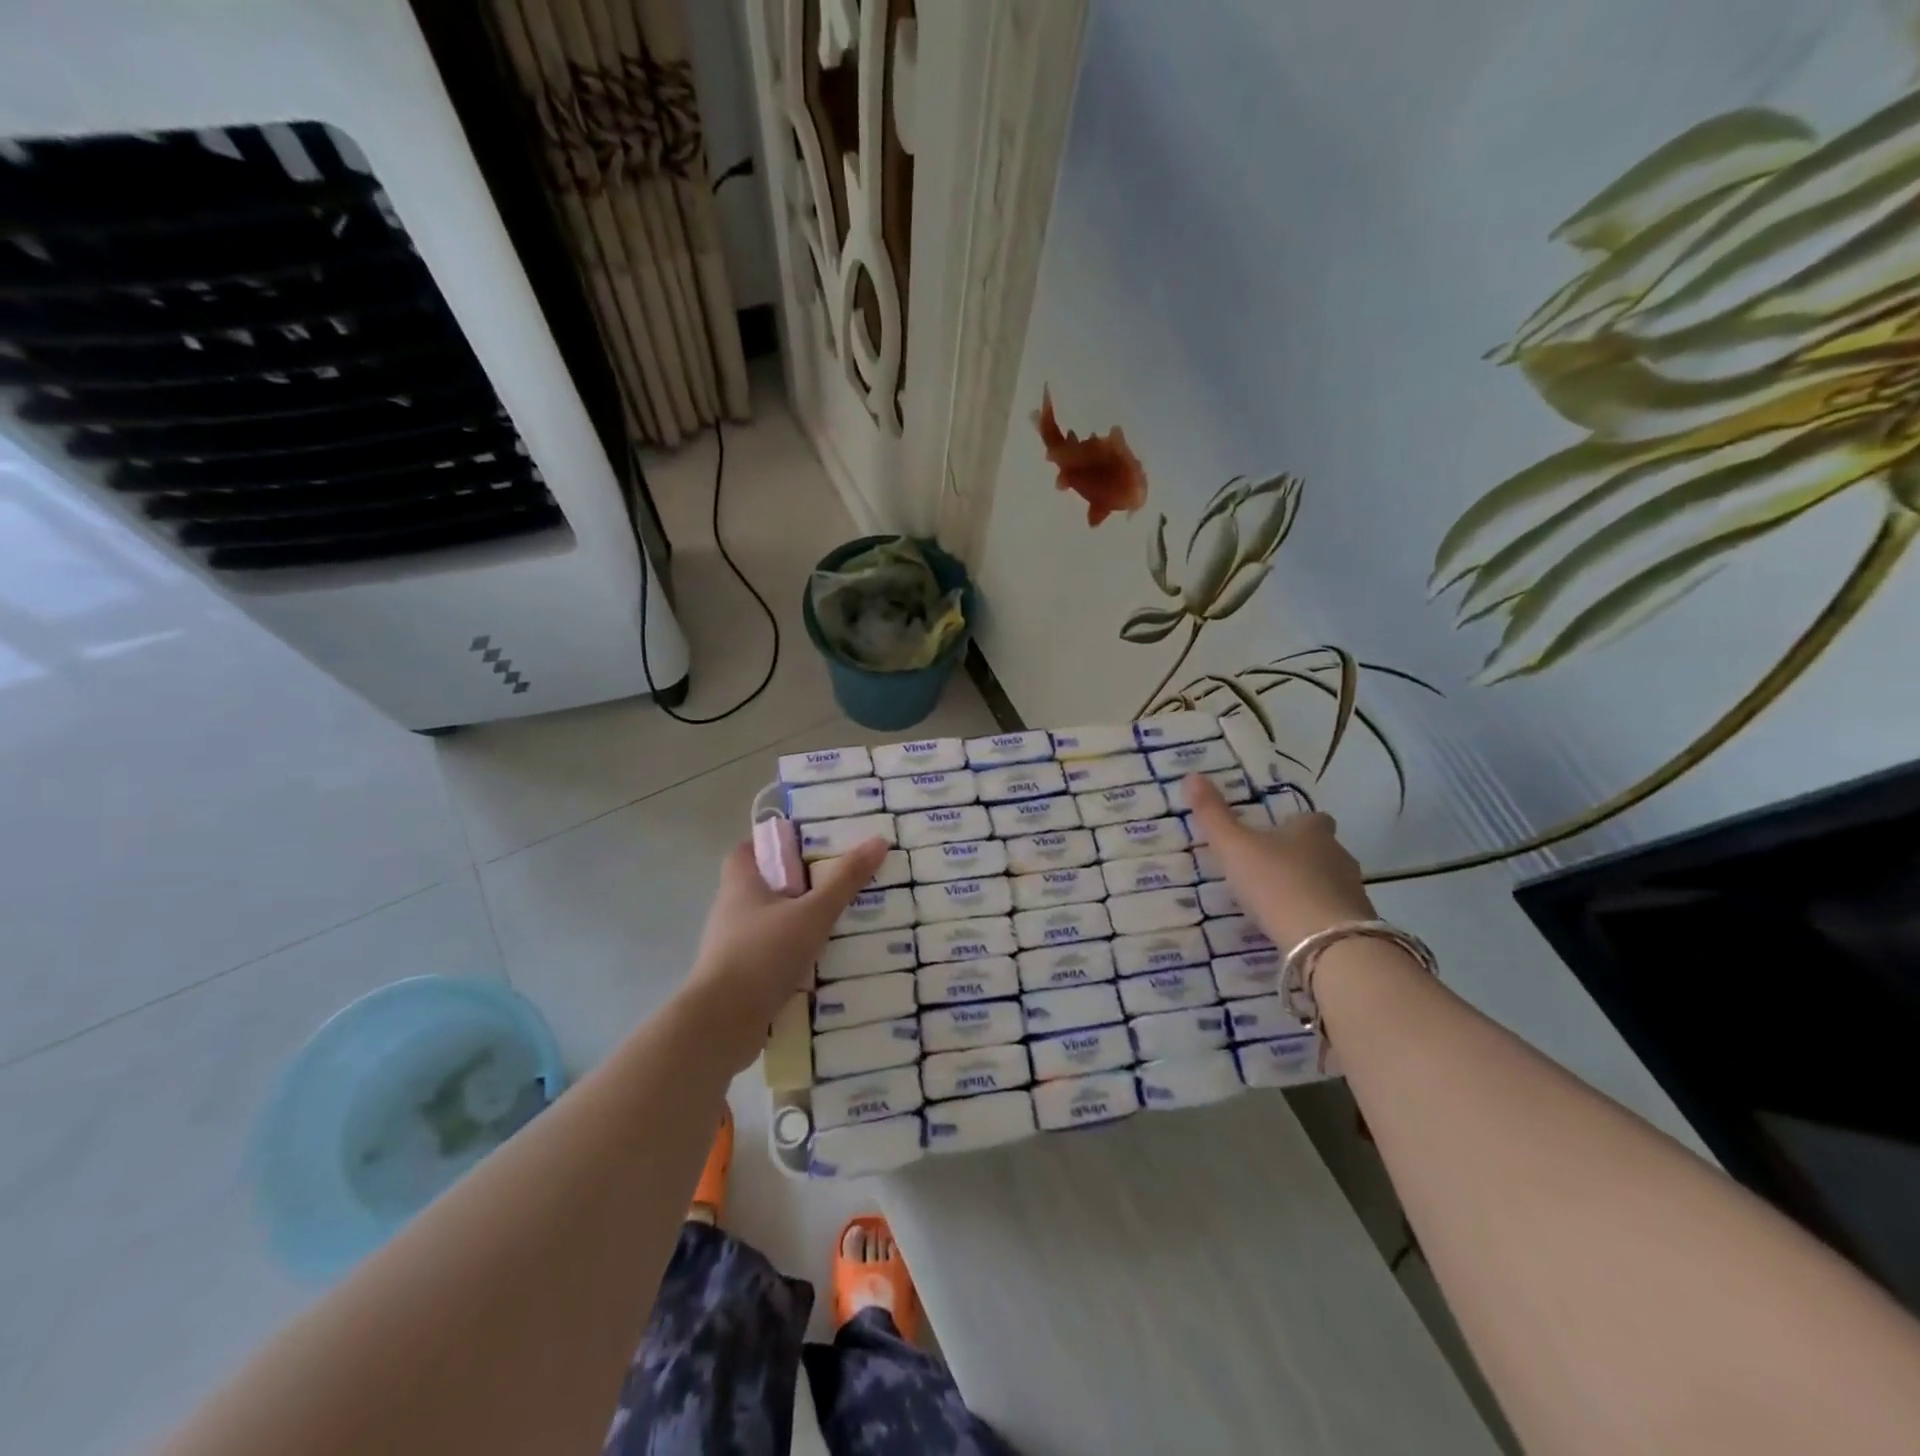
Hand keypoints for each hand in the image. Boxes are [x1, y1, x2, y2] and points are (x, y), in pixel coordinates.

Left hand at [680, 836, 890, 1069]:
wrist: (723, 1022)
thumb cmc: (764, 953)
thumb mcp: (813, 912)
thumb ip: (845, 880)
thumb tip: (878, 840)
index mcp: (740, 884)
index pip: (747, 850)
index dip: (773, 844)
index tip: (808, 846)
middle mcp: (731, 911)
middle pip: (765, 886)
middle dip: (798, 885)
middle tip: (837, 883)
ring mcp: (733, 947)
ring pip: (771, 924)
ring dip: (798, 923)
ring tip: (839, 924)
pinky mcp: (740, 979)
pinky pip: (772, 957)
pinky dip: (794, 957)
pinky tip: (823, 964)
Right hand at [1184, 774, 1374, 949]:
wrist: (1325, 941)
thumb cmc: (1276, 882)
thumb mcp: (1234, 847)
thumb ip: (1213, 815)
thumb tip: (1192, 776)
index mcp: (1311, 831)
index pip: (1312, 819)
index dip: (1296, 825)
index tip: (1276, 834)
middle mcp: (1338, 854)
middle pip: (1323, 849)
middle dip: (1302, 857)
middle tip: (1270, 869)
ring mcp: (1352, 890)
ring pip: (1330, 881)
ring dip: (1310, 888)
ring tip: (1279, 902)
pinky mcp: (1355, 924)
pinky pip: (1334, 913)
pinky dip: (1317, 916)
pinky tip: (1295, 929)